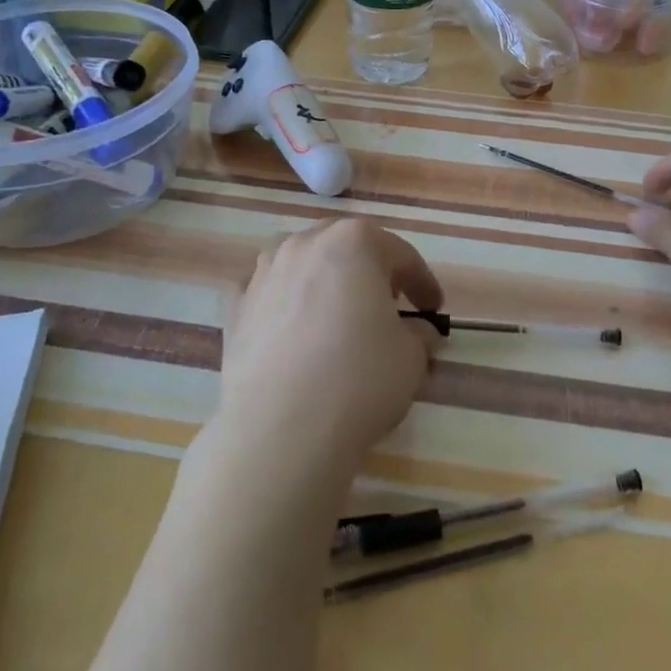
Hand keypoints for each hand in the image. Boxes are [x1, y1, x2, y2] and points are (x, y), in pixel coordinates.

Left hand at [217, 218, 443, 476]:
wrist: (281, 428)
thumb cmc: (359, 378)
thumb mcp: (412, 357)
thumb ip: (419, 334)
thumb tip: (417, 332)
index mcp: (354, 241)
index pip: (400, 255)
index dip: (422, 282)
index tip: (434, 308)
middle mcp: (305, 243)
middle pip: (347, 249)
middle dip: (371, 272)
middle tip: (389, 304)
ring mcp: (264, 271)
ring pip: (304, 264)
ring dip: (324, 282)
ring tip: (338, 315)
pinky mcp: (236, 306)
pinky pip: (269, 294)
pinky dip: (283, 303)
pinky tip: (292, 328)